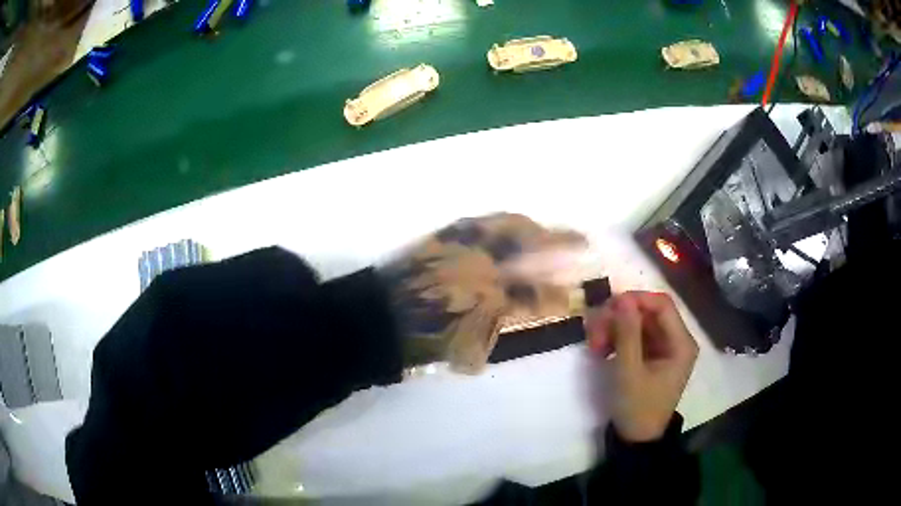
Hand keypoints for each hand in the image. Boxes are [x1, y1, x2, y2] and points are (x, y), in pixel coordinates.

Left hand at [380, 213, 586, 372]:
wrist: (379, 317)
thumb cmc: (422, 341)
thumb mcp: (466, 351)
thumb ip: (496, 332)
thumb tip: (516, 316)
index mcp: (491, 299)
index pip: (538, 295)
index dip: (562, 295)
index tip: (579, 294)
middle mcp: (484, 264)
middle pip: (532, 248)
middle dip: (563, 243)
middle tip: (583, 241)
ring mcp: (464, 246)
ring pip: (509, 226)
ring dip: (536, 227)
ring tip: (550, 229)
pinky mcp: (444, 236)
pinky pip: (480, 222)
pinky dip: (501, 221)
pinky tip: (510, 223)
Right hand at [586, 292, 698, 441]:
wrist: (635, 439)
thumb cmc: (637, 407)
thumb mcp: (629, 371)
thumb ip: (627, 333)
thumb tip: (622, 298)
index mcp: (681, 343)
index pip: (662, 305)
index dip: (636, 300)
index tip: (608, 307)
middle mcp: (675, 340)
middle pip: (646, 312)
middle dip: (619, 318)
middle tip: (593, 332)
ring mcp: (662, 347)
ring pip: (636, 322)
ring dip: (613, 328)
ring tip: (593, 346)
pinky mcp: (649, 355)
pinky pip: (632, 336)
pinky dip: (615, 339)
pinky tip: (599, 350)